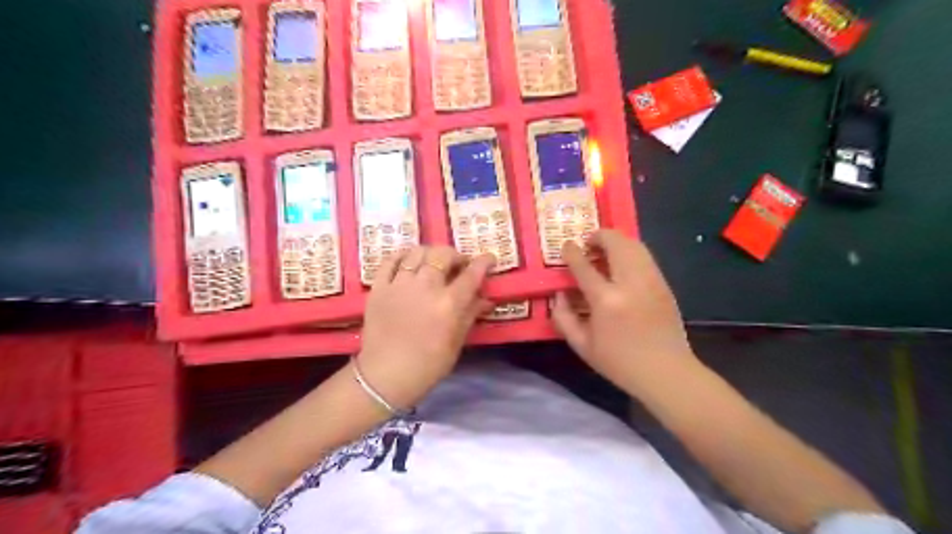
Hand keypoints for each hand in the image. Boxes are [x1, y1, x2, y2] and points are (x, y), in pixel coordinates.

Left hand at [353, 246, 493, 409]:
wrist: (385, 376)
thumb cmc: (427, 365)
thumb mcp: (457, 342)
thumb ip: (471, 315)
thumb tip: (486, 299)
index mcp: (449, 303)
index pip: (471, 273)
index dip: (483, 262)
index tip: (489, 258)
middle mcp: (426, 287)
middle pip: (443, 255)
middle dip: (456, 255)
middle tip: (459, 265)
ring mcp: (399, 284)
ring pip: (417, 252)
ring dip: (430, 253)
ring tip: (433, 262)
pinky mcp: (379, 287)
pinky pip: (390, 260)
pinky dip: (402, 256)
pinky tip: (408, 261)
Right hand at [551, 231, 696, 393]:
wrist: (666, 372)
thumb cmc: (619, 362)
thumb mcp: (582, 345)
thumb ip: (563, 318)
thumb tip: (559, 295)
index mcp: (606, 300)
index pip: (584, 266)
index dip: (572, 252)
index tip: (566, 246)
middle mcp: (630, 283)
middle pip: (616, 243)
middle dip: (599, 235)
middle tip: (588, 242)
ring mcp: (651, 281)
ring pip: (635, 245)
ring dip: (617, 240)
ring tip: (605, 249)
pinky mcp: (664, 285)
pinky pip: (646, 257)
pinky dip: (631, 251)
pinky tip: (622, 264)